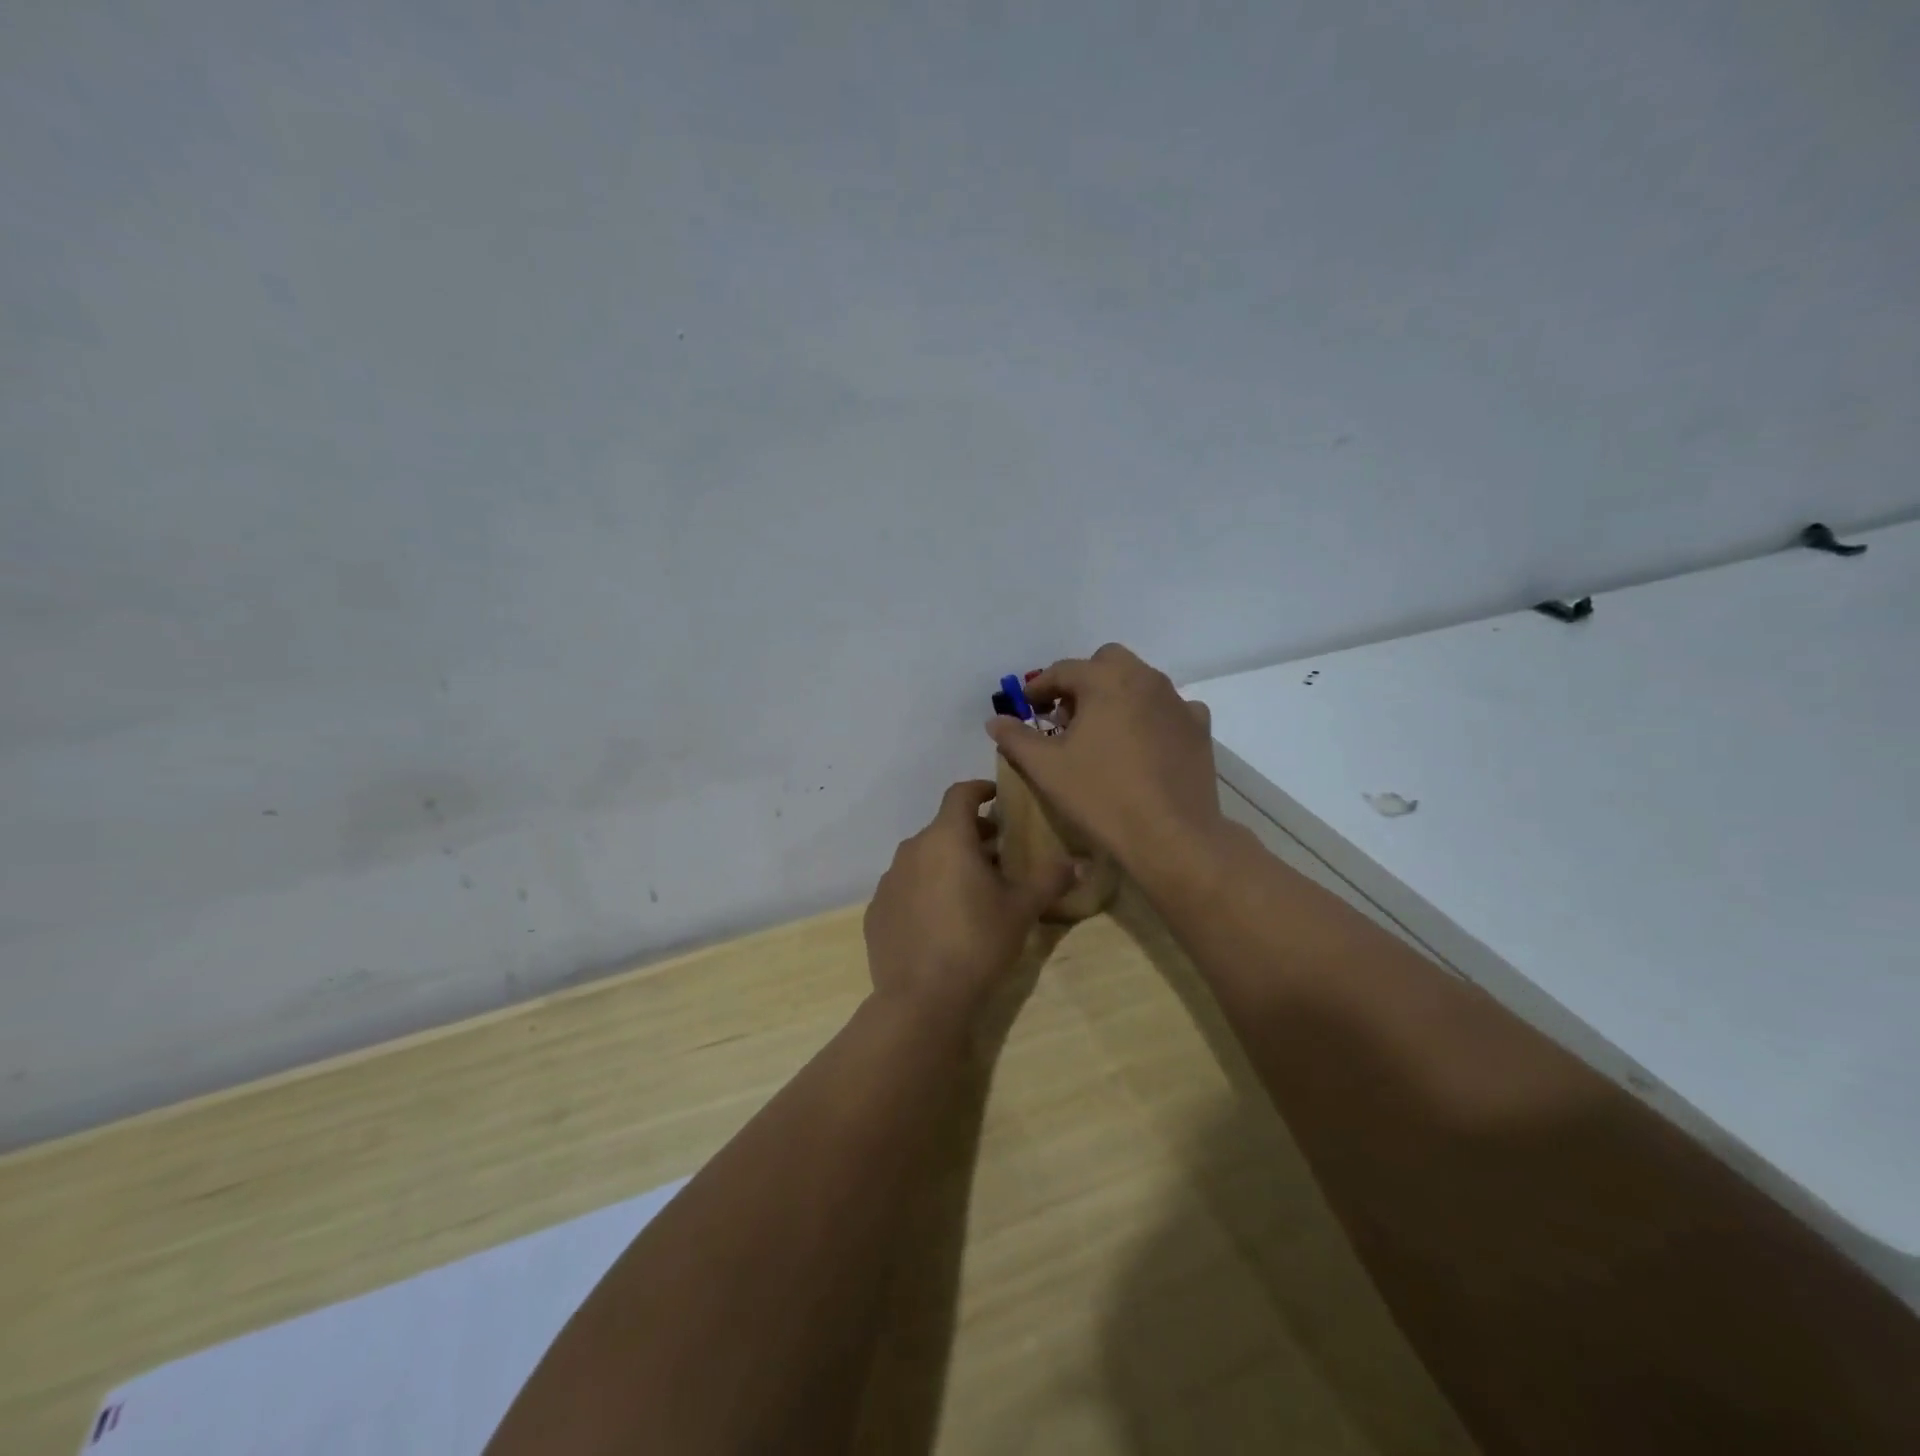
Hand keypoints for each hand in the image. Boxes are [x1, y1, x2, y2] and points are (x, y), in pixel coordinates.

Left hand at [864, 780, 1076, 1011]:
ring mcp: (889, 880)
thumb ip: (1050, 879)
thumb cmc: (978, 942)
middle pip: (944, 828)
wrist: (921, 999)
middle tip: (998, 854)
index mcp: (947, 838)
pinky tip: (940, 921)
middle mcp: (912, 849)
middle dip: (971, 834)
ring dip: (947, 863)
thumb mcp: (1022, 909)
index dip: (980, 790)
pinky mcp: (876, 911)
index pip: (960, 794)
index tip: (997, 798)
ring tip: (971, 890)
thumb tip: (1080, 862)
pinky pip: (905, 888)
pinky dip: (924, 891)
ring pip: (923, 858)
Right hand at [986, 644, 1222, 876]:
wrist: (1171, 835)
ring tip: (1101, 733)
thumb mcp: (1046, 768)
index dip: (1038, 688)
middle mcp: (1145, 679)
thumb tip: (995, 721)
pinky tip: (1141, 745)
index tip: (1026, 708)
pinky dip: (1149, 716)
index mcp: (1106, 680)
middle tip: (1066, 716)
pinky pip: (1167, 708)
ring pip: (1139, 682)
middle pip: (1106, 663)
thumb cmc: (1101, 796)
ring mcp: (1177, 702)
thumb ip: (1016, 738)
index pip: (1063, 670)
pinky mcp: (1198, 728)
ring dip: (1115, 696)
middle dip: (1082, 682)